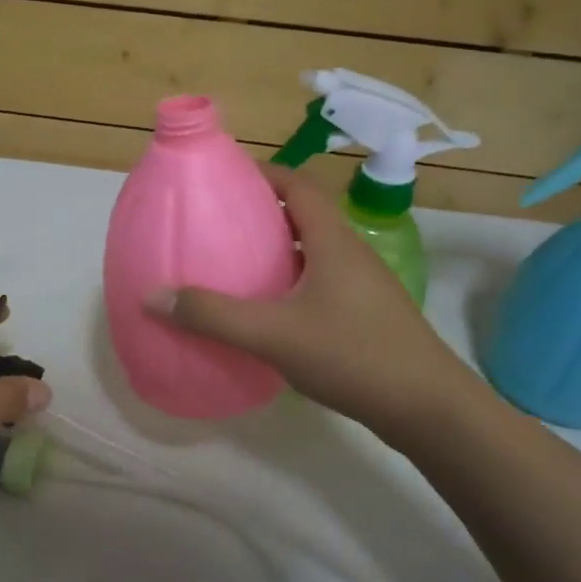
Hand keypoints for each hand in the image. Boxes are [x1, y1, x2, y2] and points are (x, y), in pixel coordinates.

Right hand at [143, 166, 462, 425]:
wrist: (427, 408)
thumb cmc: (353, 355)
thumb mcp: (273, 334)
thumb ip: (212, 315)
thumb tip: (152, 295)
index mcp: (334, 240)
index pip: (298, 185)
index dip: (262, 173)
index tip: (223, 179)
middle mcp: (351, 253)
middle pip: (303, 216)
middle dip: (261, 214)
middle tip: (216, 225)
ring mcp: (362, 285)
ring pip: (312, 252)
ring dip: (276, 252)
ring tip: (233, 265)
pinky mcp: (365, 315)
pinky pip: (319, 283)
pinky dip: (289, 284)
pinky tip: (266, 312)